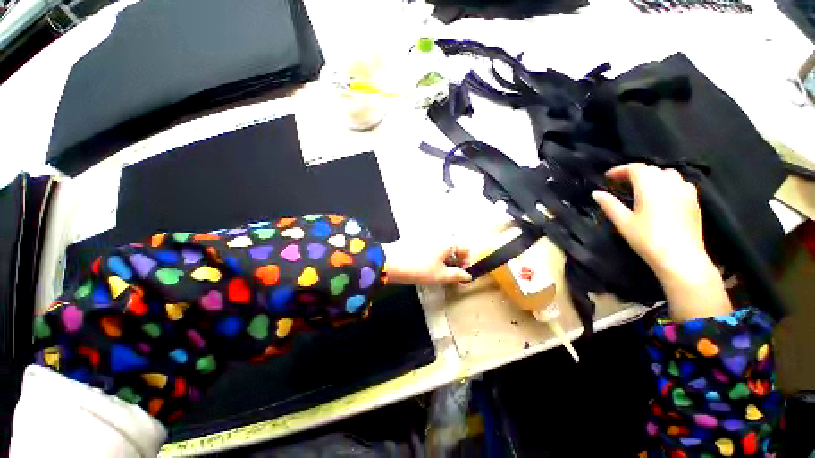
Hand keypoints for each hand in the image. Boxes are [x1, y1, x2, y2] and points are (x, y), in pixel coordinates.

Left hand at [382, 240, 471, 284]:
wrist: (389, 261)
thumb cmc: (418, 269)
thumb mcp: (440, 276)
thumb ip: (456, 275)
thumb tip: (467, 276)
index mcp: (449, 241)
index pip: (465, 248)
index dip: (466, 261)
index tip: (461, 273)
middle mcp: (440, 233)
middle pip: (455, 241)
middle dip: (456, 253)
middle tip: (452, 267)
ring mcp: (426, 232)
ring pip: (443, 240)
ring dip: (445, 252)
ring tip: (439, 266)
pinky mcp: (415, 235)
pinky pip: (431, 240)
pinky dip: (434, 249)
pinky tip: (427, 261)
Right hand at [592, 163, 731, 320]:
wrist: (682, 258)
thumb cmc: (651, 241)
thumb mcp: (626, 225)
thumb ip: (611, 206)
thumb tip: (596, 193)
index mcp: (647, 179)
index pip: (630, 168)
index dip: (619, 172)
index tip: (609, 178)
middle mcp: (665, 176)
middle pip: (649, 171)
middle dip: (638, 177)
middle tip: (629, 189)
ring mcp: (682, 185)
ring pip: (666, 176)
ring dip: (657, 181)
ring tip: (652, 193)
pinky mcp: (693, 197)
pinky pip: (681, 186)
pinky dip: (674, 189)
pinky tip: (672, 199)